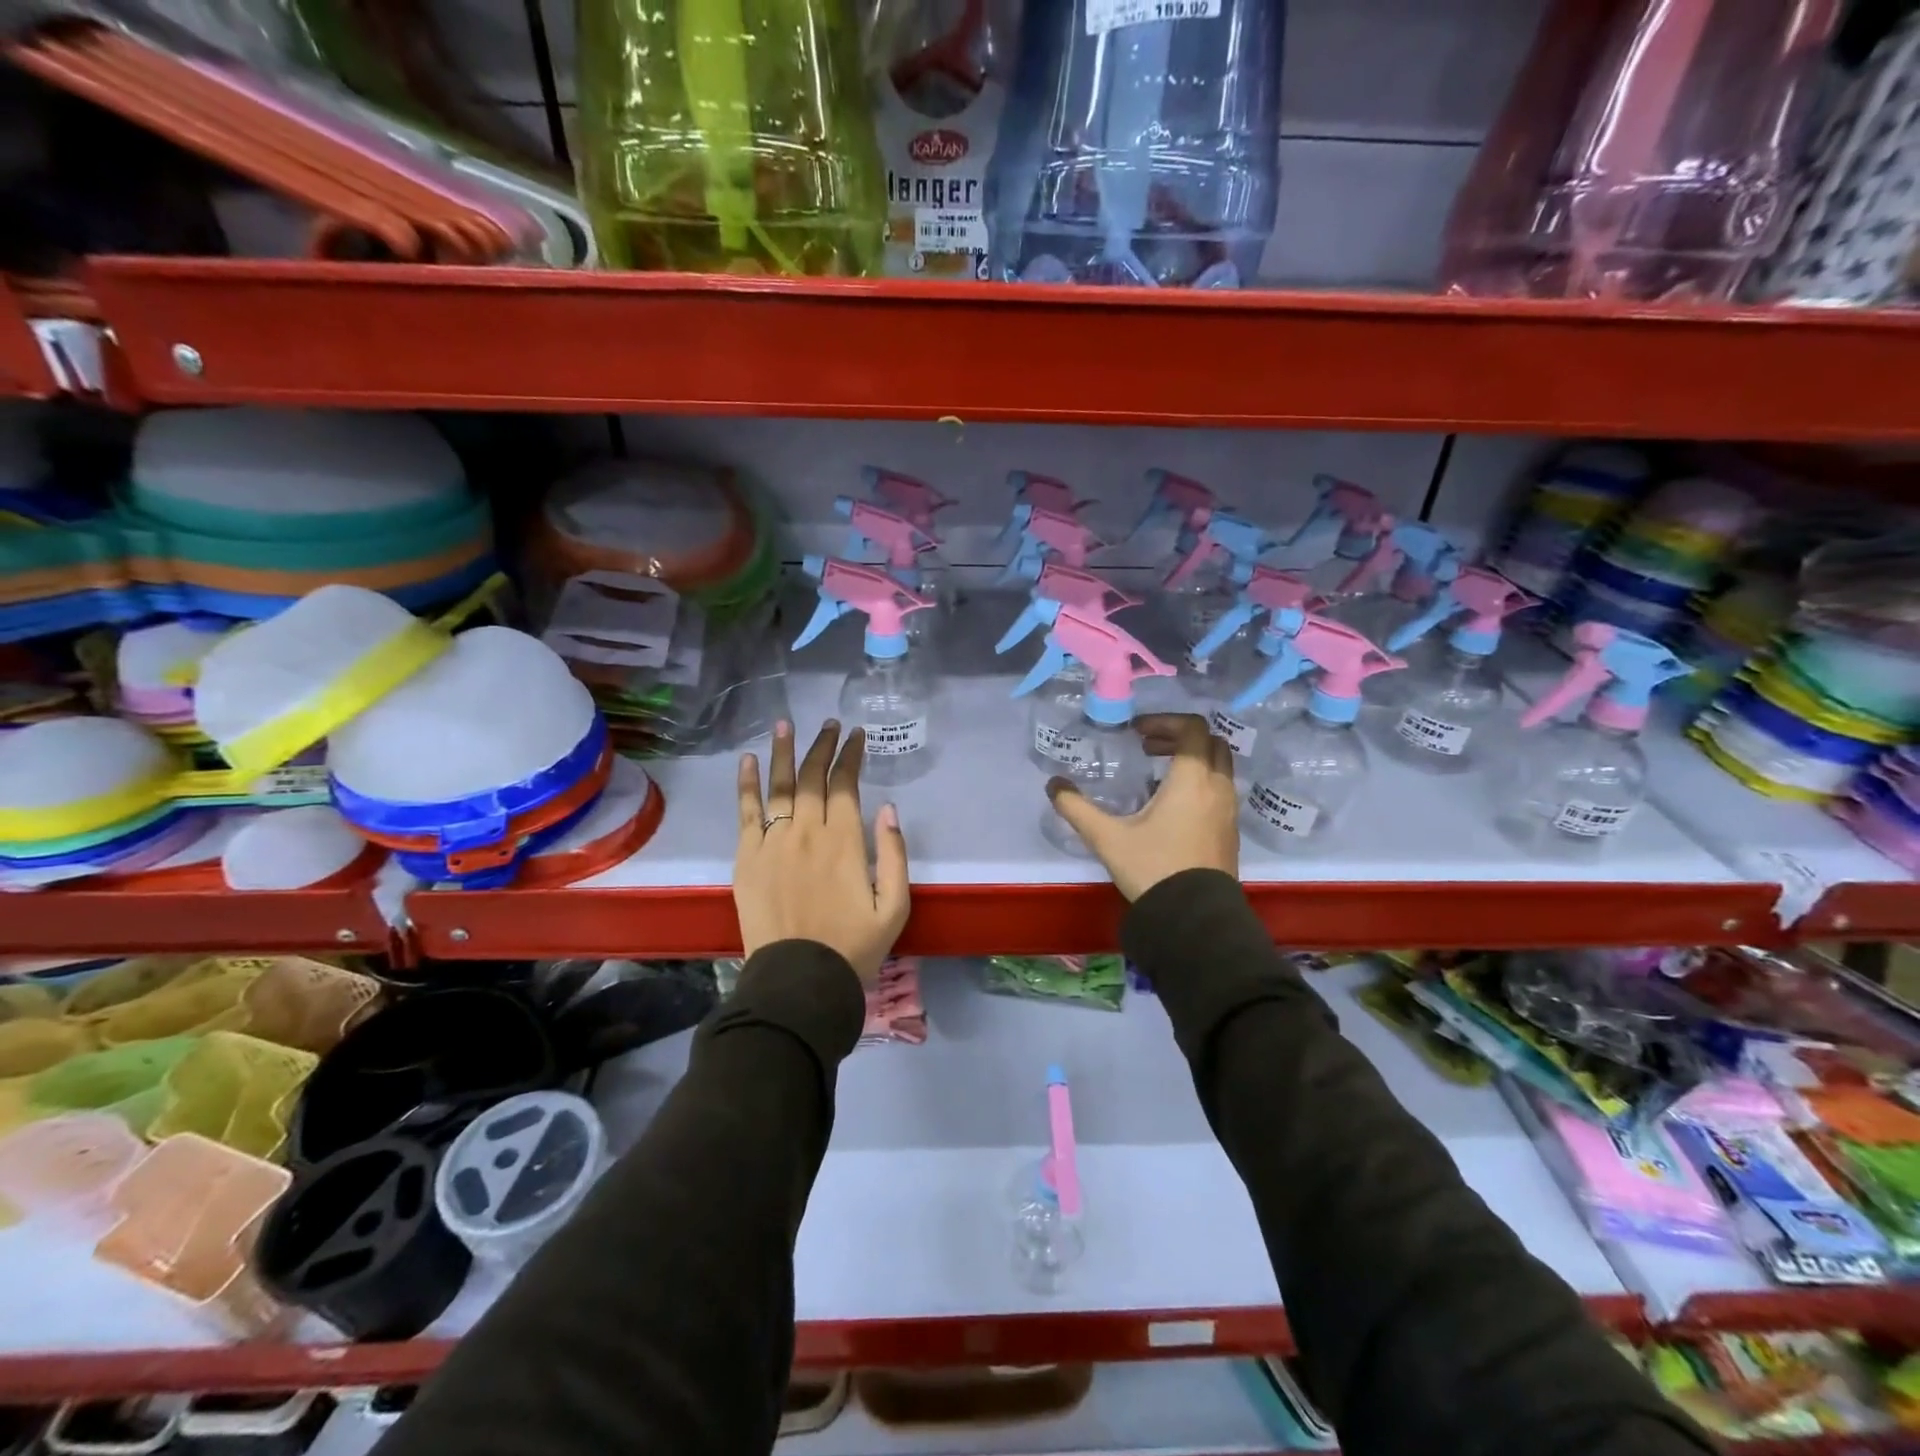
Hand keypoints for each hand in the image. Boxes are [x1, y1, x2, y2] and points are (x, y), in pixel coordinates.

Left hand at [734, 720, 910, 981]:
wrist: (799, 980)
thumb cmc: (853, 946)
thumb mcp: (894, 906)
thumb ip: (895, 854)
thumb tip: (888, 808)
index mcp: (845, 842)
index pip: (845, 785)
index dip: (850, 756)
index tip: (855, 735)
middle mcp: (807, 832)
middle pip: (812, 777)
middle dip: (822, 746)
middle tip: (828, 724)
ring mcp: (773, 842)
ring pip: (779, 786)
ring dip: (784, 752)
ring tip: (785, 724)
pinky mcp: (747, 857)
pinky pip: (746, 812)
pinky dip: (747, 783)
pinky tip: (749, 760)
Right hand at [1046, 713, 1238, 899]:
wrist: (1194, 918)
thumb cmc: (1152, 868)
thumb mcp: (1107, 837)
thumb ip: (1076, 807)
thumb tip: (1053, 785)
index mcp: (1192, 780)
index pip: (1193, 728)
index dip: (1165, 721)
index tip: (1138, 733)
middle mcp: (1217, 788)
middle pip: (1211, 743)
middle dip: (1180, 737)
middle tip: (1148, 747)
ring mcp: (1229, 810)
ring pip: (1219, 767)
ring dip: (1192, 759)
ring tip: (1157, 775)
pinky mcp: (1230, 831)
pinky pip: (1220, 790)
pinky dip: (1200, 782)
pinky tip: (1172, 805)